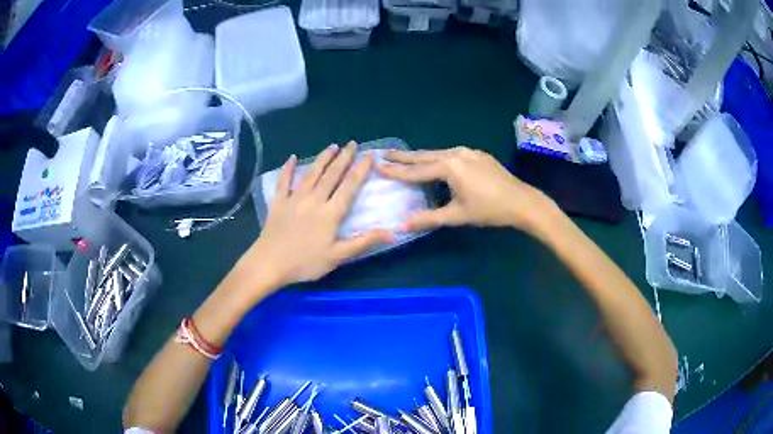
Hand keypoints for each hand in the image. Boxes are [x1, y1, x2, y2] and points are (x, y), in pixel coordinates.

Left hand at [246, 142, 393, 288]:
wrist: (270, 263)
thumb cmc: (305, 262)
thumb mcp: (338, 256)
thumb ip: (364, 241)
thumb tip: (394, 233)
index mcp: (330, 213)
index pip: (349, 186)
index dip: (360, 170)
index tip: (369, 155)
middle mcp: (314, 199)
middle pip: (331, 175)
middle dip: (344, 158)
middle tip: (352, 143)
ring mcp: (294, 198)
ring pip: (311, 173)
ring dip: (323, 158)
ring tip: (333, 146)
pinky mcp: (278, 202)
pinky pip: (283, 181)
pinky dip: (288, 169)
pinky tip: (292, 158)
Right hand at [377, 147, 552, 231]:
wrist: (522, 201)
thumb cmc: (489, 210)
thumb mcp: (457, 215)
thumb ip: (428, 218)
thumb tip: (401, 225)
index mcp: (449, 167)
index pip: (416, 170)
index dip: (396, 170)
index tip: (377, 165)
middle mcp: (456, 153)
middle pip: (425, 155)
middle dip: (404, 156)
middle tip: (384, 154)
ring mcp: (469, 152)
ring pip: (438, 153)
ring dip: (421, 157)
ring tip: (405, 158)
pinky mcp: (478, 155)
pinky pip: (452, 155)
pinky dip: (438, 158)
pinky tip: (436, 163)